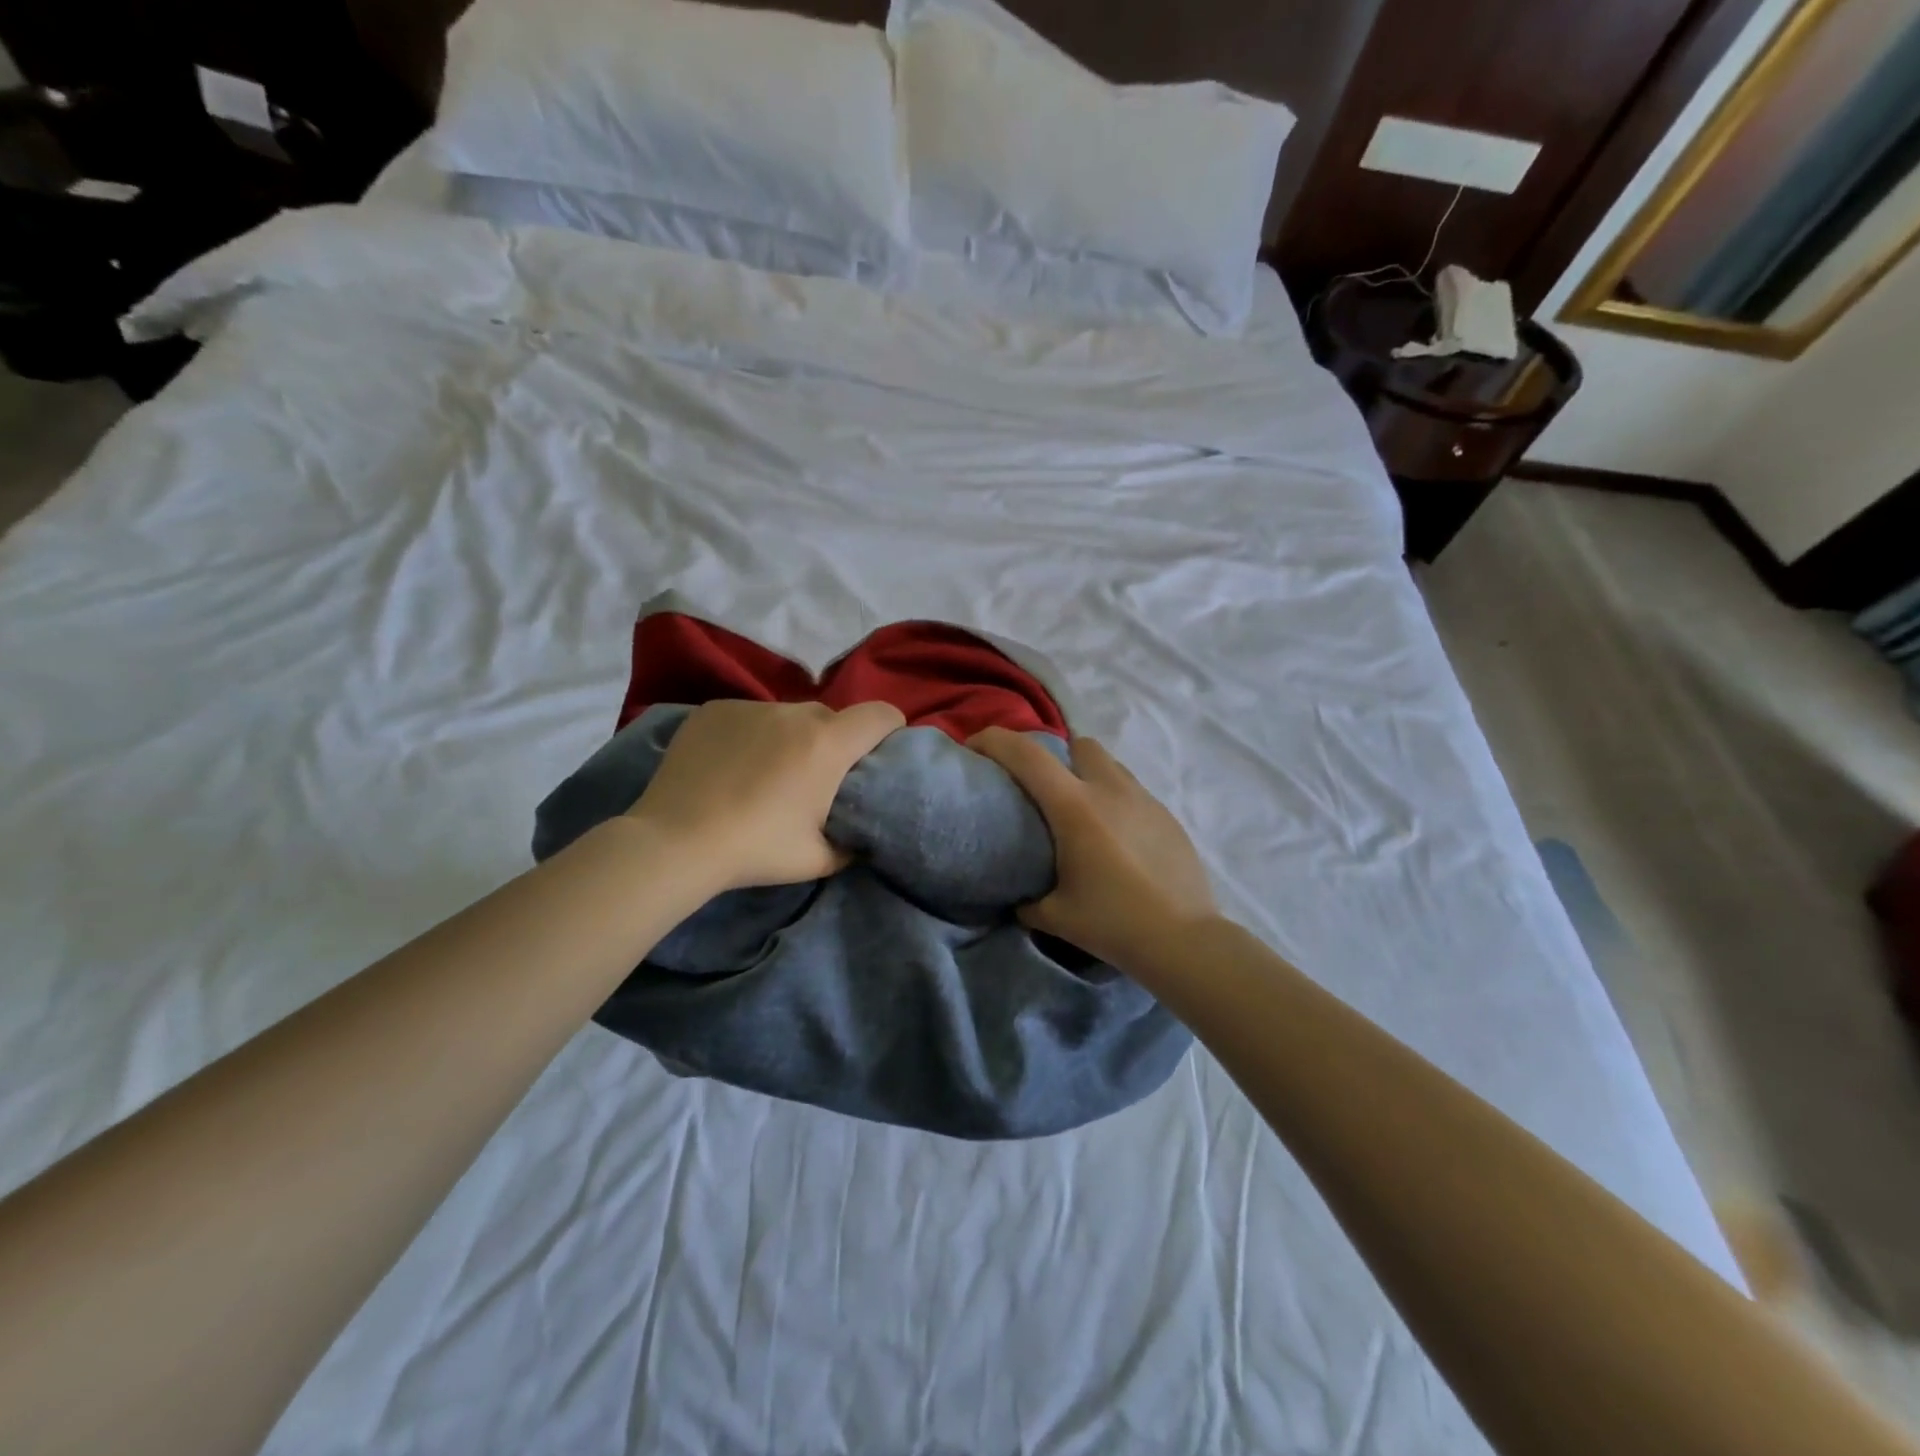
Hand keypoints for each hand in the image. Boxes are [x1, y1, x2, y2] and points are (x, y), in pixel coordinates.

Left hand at [628, 699, 904, 890]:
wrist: (674, 842)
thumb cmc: (755, 850)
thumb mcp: (818, 860)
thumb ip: (851, 842)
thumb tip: (858, 835)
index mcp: (827, 744)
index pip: (880, 714)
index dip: (890, 730)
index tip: (881, 753)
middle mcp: (794, 713)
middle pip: (832, 717)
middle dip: (835, 742)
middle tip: (817, 779)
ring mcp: (751, 707)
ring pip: (789, 715)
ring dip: (792, 737)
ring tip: (767, 773)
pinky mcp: (715, 709)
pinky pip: (751, 715)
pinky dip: (753, 734)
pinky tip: (731, 765)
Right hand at [967, 728, 1216, 969]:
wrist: (1184, 940)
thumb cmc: (1113, 923)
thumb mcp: (1055, 916)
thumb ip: (1028, 901)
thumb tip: (1019, 898)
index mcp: (1075, 807)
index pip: (1026, 755)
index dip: (994, 740)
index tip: (975, 747)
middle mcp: (1110, 790)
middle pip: (1078, 745)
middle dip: (1056, 756)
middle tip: (1044, 790)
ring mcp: (1144, 800)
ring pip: (1110, 765)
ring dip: (1089, 777)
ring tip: (1082, 814)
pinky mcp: (1167, 817)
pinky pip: (1133, 792)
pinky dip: (1116, 802)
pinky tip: (1116, 839)